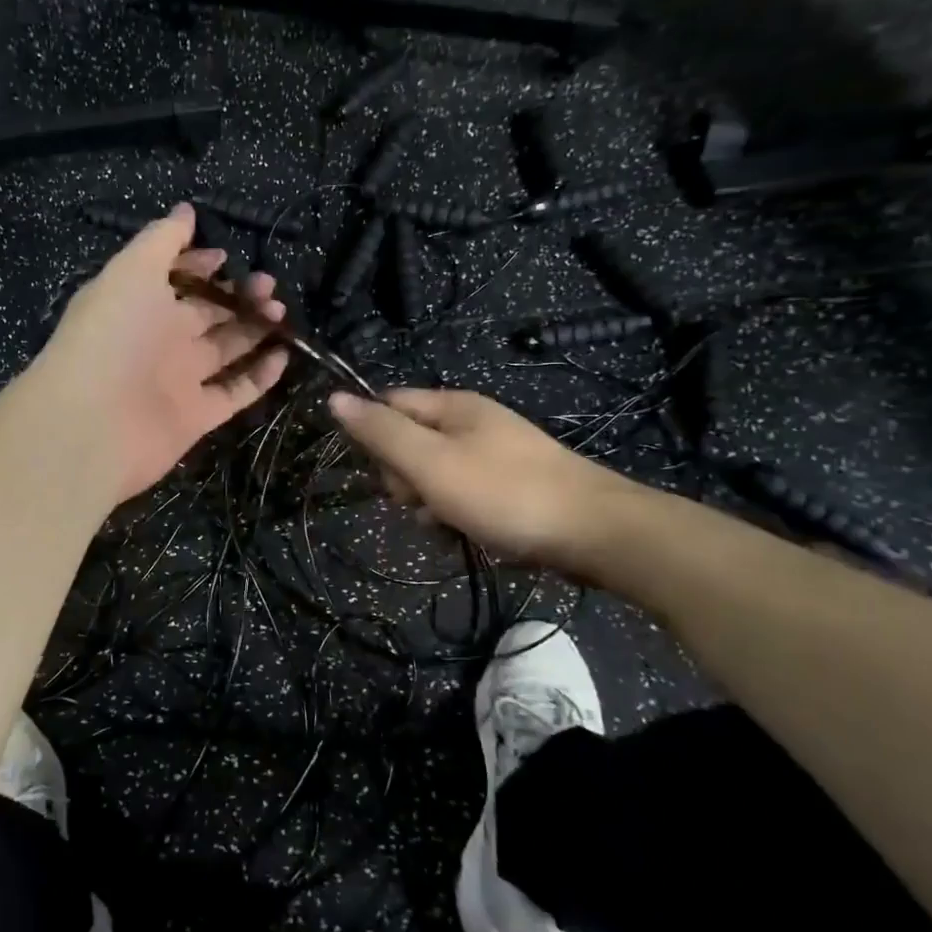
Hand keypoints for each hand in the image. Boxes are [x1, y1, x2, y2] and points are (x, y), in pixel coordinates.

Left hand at [34, 203, 289, 503]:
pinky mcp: (197, 416)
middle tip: (269, 285)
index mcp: (141, 303)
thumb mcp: (132, 271)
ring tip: (281, 311)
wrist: (92, 423)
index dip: (201, 264)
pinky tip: (284, 355)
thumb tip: (186, 210)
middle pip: (208, 312)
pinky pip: (235, 392)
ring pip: (226, 349)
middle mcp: (160, 340)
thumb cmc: (111, 335)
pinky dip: (260, 376)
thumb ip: (161, 240)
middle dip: (239, 295)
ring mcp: (180, 379)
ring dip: (255, 329)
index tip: (230, 256)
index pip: (176, 278)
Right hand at [328, 388, 641, 572]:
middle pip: (409, 441)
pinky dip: (457, 512)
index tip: (384, 472)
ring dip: (430, 501)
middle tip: (425, 500)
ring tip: (450, 522)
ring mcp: (494, 453)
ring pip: (434, 472)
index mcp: (452, 405)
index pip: (388, 404)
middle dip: (405, 477)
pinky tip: (467, 532)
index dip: (374, 437)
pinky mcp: (510, 484)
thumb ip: (382, 432)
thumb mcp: (431, 462)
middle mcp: (472, 421)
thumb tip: (334, 398)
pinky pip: (463, 492)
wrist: (596, 533)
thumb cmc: (504, 493)